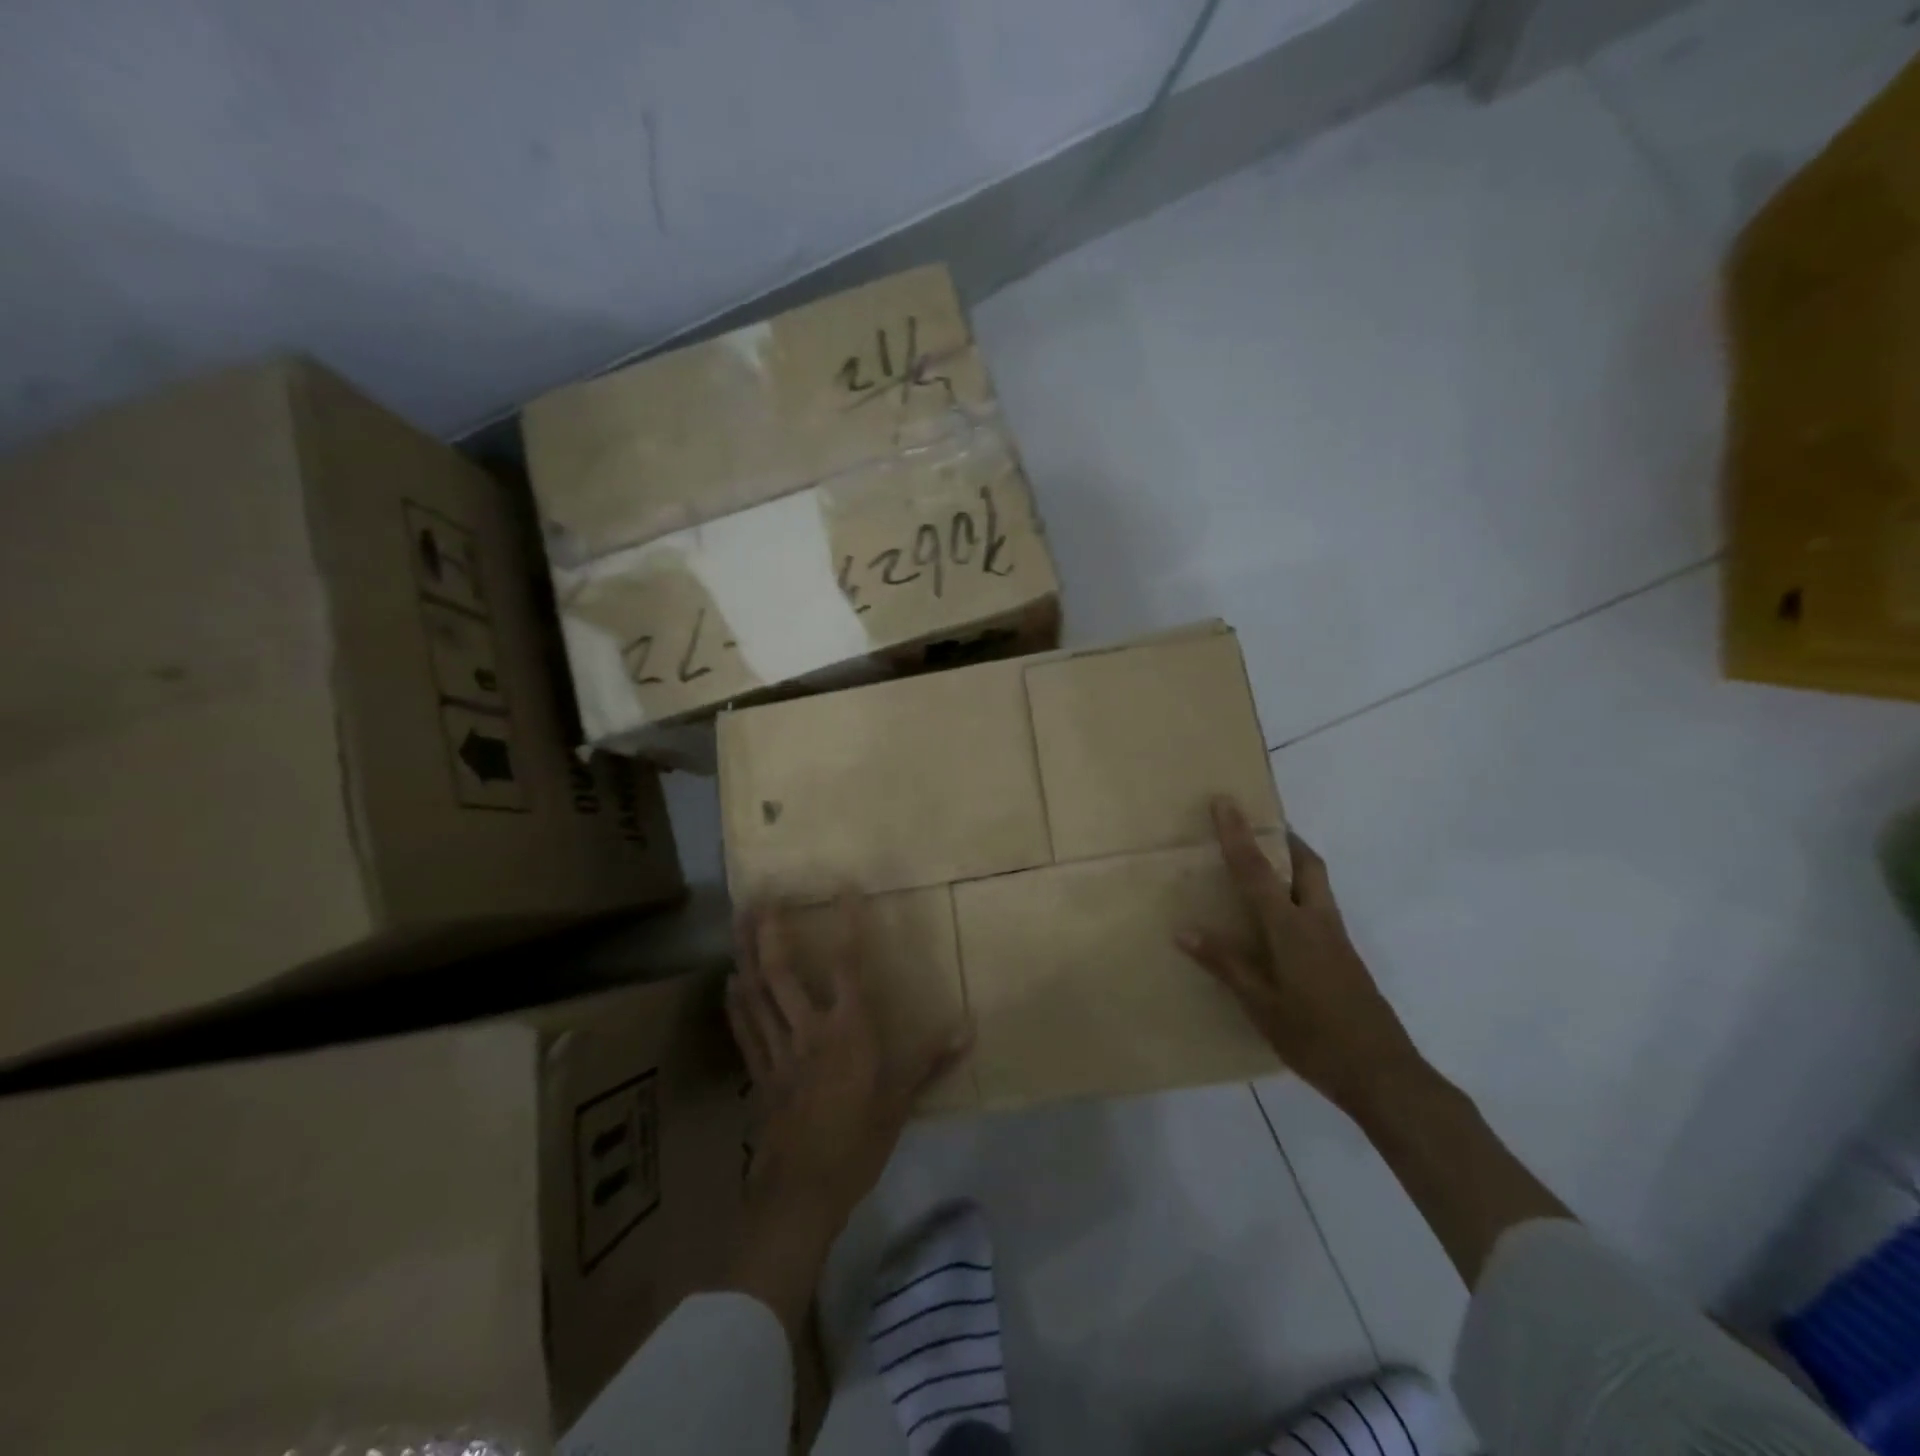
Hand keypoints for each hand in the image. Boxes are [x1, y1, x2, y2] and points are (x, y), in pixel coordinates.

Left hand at [727, 894, 968, 1227]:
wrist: (802, 1193)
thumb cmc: (859, 1142)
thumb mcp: (901, 1101)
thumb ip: (932, 1061)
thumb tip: (968, 1028)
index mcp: (848, 1031)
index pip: (847, 965)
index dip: (848, 924)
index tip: (844, 889)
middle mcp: (809, 1030)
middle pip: (782, 972)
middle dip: (771, 931)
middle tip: (761, 895)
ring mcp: (778, 1050)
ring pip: (757, 993)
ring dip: (746, 954)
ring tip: (739, 920)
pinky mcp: (759, 1073)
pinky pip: (745, 1029)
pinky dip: (737, 1002)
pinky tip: (730, 980)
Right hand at [1178, 797, 1423, 1116]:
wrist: (1384, 1075)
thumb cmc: (1315, 1038)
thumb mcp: (1260, 1004)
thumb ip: (1225, 964)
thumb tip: (1184, 930)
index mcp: (1291, 929)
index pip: (1257, 871)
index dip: (1238, 834)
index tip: (1224, 801)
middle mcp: (1317, 922)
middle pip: (1307, 864)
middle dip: (1285, 838)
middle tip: (1259, 825)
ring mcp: (1337, 939)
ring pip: (1317, 884)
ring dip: (1295, 863)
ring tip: (1265, 863)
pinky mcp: (1345, 957)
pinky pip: (1320, 907)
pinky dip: (1300, 893)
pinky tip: (1281, 919)